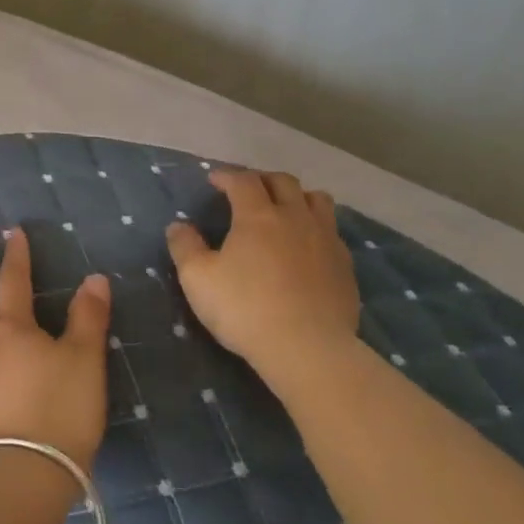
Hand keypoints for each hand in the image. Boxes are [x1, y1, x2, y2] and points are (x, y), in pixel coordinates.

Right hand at [166, 170, 359, 365]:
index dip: (227, 176)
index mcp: (258, 216)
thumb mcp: (198, 279)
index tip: (213, 180)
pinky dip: (316, 227)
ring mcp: (326, 240)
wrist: (307, 348)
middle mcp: (296, 218)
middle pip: (284, 182)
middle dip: (262, 179)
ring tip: (284, 209)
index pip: (243, 181)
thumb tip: (178, 226)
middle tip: (247, 190)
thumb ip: (185, 247)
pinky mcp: (345, 265)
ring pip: (317, 200)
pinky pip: (332, 231)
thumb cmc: (244, 308)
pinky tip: (306, 246)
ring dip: (297, 196)